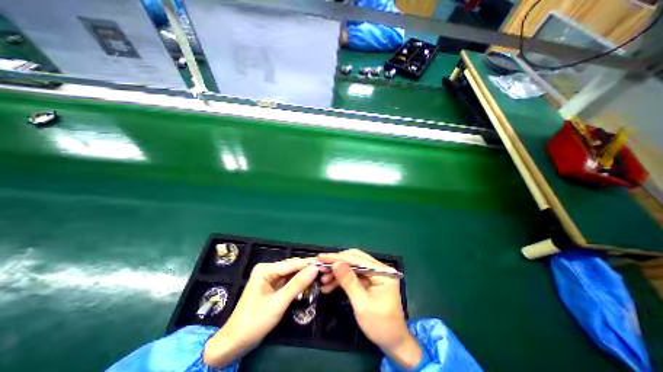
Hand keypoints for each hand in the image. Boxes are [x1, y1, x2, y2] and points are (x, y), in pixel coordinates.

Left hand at [204, 258, 318, 368]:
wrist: (235, 342)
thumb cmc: (255, 321)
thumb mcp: (279, 302)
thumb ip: (297, 284)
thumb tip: (315, 268)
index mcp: (265, 269)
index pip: (291, 264)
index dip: (307, 264)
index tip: (323, 263)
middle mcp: (267, 270)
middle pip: (291, 267)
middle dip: (306, 268)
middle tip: (323, 269)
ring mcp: (269, 278)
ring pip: (290, 273)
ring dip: (302, 275)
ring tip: (319, 273)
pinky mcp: (271, 286)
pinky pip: (287, 281)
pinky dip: (297, 282)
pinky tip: (307, 281)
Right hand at [316, 251, 418, 368]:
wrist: (393, 343)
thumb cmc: (380, 325)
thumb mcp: (362, 304)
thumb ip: (349, 281)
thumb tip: (336, 262)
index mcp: (382, 272)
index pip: (357, 259)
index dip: (338, 257)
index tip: (321, 257)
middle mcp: (379, 269)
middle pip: (354, 260)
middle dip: (336, 263)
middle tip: (320, 267)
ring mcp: (374, 275)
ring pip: (351, 267)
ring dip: (337, 273)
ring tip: (323, 279)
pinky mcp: (368, 281)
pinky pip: (352, 276)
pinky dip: (341, 280)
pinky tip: (329, 286)